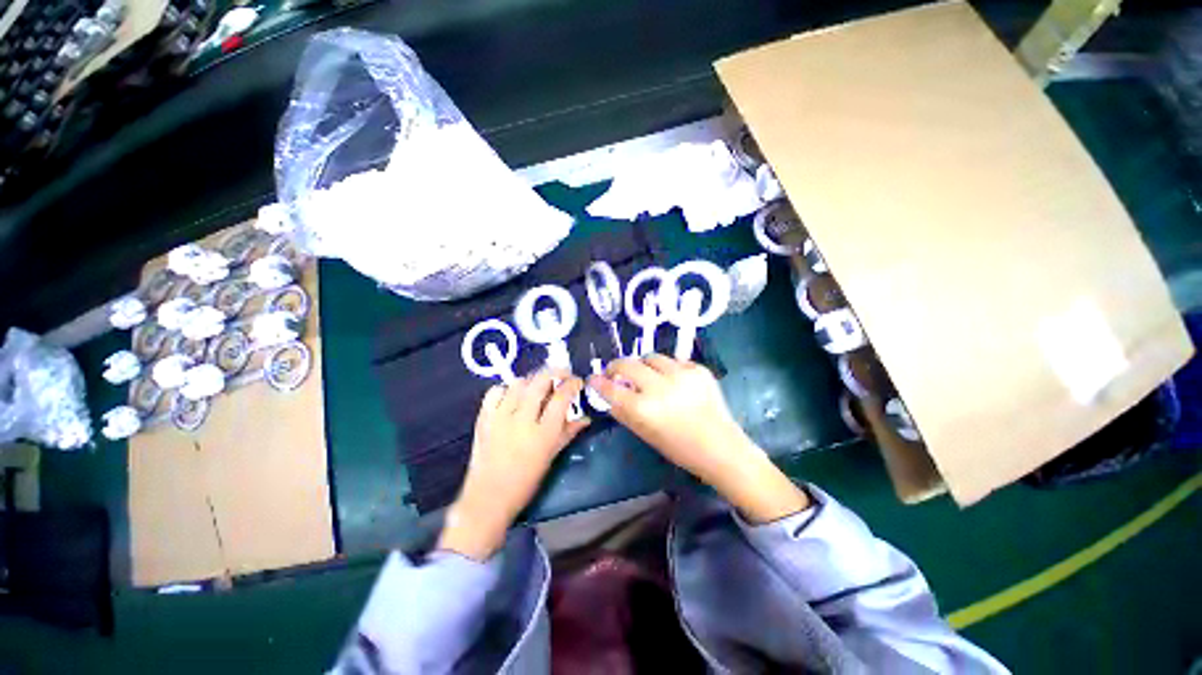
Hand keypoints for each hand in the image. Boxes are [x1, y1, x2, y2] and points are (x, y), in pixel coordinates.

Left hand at [438, 369, 589, 559]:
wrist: (488, 498)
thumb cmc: (526, 481)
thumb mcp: (552, 456)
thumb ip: (569, 432)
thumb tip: (586, 418)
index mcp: (543, 433)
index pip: (562, 396)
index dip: (572, 383)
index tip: (577, 381)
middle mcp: (522, 419)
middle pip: (540, 381)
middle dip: (555, 371)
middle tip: (562, 374)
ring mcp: (500, 417)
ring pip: (519, 382)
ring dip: (532, 380)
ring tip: (538, 387)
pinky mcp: (484, 418)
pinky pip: (495, 391)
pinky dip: (506, 389)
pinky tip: (512, 397)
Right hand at [588, 355, 809, 522]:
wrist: (720, 447)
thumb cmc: (679, 448)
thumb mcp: (645, 433)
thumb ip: (624, 411)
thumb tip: (610, 393)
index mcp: (643, 409)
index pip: (611, 388)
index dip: (598, 381)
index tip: (593, 378)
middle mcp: (659, 387)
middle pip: (627, 364)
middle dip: (616, 366)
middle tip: (616, 372)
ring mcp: (681, 374)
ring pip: (651, 357)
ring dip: (644, 365)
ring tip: (648, 376)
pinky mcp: (698, 369)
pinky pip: (674, 361)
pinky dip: (668, 369)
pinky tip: (674, 382)